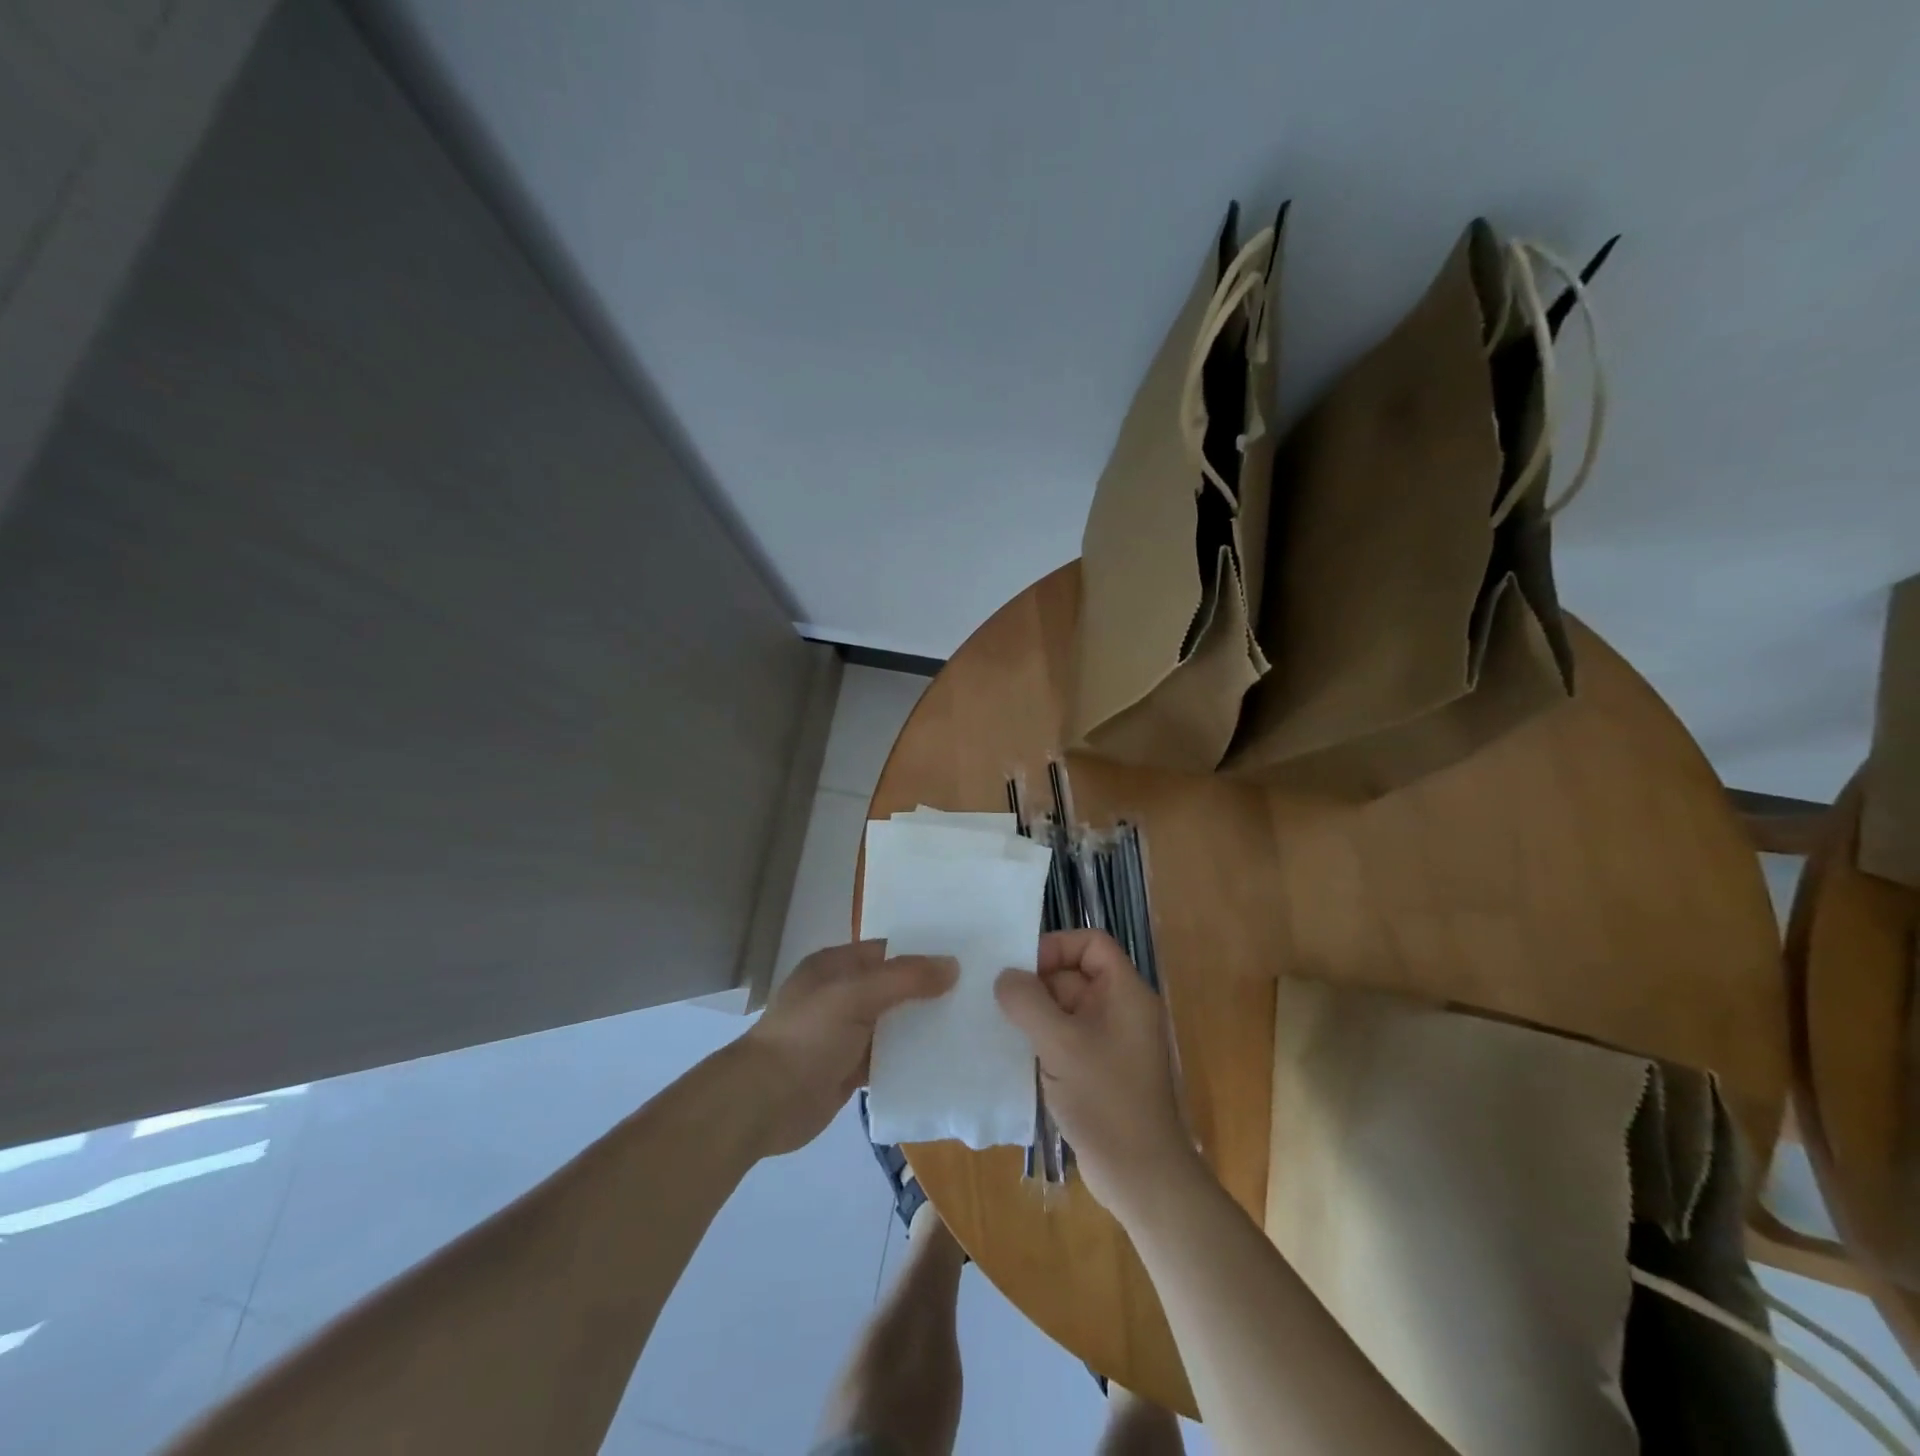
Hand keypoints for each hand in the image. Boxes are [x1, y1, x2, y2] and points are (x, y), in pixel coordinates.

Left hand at [743, 940, 955, 1154]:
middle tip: (977, 994)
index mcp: (835, 966)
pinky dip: (910, 1059)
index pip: (887, 950)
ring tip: (970, 1025)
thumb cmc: (807, 1036)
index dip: (922, 952)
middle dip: (928, 991)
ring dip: (922, 1026)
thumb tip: (952, 965)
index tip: (965, 958)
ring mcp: (845, 1034)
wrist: (763, 1103)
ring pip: (893, 1024)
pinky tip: (944, 1061)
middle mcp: (841, 995)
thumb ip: (904, 978)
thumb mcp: (854, 996)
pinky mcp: (849, 1069)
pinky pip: (888, 1058)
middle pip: (893, 987)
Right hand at [994, 930, 1198, 1215]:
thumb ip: (1028, 1002)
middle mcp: (1121, 1009)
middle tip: (997, 996)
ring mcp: (1110, 1041)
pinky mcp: (1098, 1069)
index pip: (1091, 943)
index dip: (1056, 946)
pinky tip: (1013, 1051)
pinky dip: (1042, 1039)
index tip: (1021, 969)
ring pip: (1065, 1008)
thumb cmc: (1106, 1099)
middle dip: (1037, 982)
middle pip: (1074, 973)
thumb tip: (1005, 977)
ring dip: (1034, 1013)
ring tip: (998, 1022)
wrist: (1141, 1177)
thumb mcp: (1060, 1044)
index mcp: (1125, 992)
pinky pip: (1066, 1037)